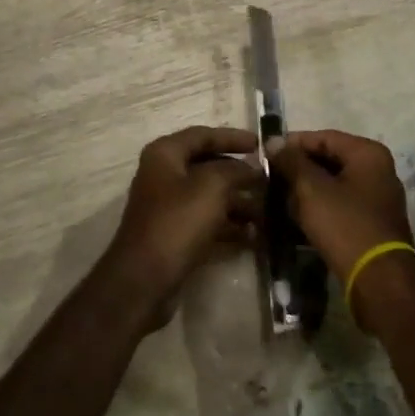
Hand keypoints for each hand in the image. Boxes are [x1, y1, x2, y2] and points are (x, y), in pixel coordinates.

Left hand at [101, 127, 261, 326]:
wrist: (144, 280)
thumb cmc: (176, 222)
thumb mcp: (210, 187)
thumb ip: (235, 170)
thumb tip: (252, 167)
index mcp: (165, 154)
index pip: (203, 135)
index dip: (232, 137)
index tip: (260, 144)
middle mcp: (164, 175)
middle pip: (208, 166)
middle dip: (240, 174)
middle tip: (270, 181)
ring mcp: (169, 206)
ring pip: (210, 197)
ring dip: (239, 203)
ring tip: (269, 213)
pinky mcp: (175, 235)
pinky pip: (207, 222)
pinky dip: (229, 226)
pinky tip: (255, 236)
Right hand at [269, 130, 414, 314]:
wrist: (379, 281)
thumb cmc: (345, 225)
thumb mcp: (311, 188)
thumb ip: (291, 161)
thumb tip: (273, 141)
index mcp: (367, 153)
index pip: (322, 137)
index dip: (292, 144)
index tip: (266, 156)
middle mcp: (378, 170)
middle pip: (328, 160)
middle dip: (298, 169)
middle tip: (270, 179)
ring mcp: (378, 199)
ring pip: (332, 185)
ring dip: (305, 191)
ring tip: (277, 200)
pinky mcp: (372, 224)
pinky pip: (339, 206)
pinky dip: (318, 208)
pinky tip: (295, 219)